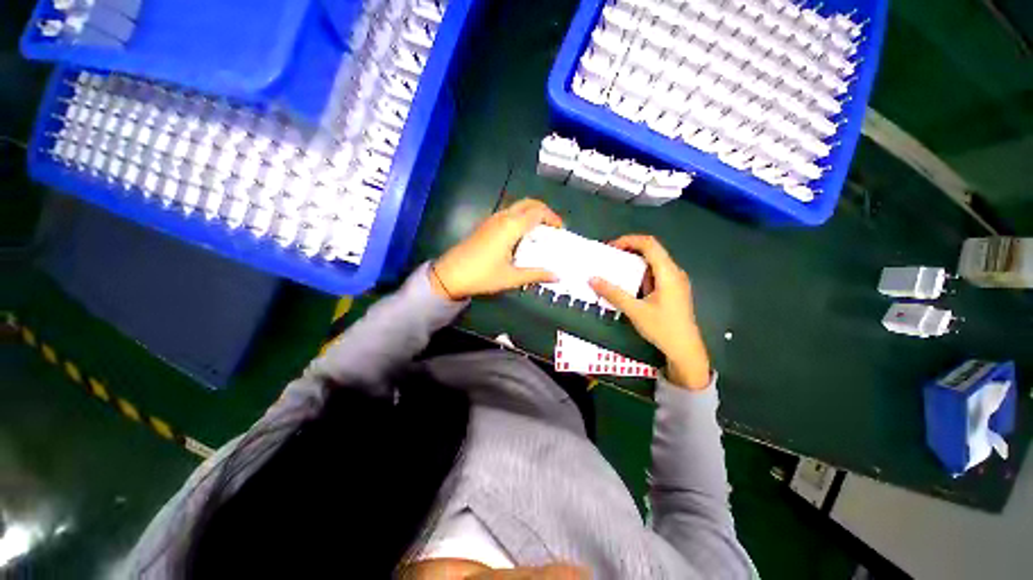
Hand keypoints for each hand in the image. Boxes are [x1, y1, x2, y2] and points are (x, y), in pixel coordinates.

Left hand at [430, 198, 562, 299]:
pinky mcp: (485, 225)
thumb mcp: (511, 277)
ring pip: (517, 207)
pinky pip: (507, 214)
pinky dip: (520, 218)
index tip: (560, 229)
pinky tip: (520, 236)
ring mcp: (491, 220)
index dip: (552, 217)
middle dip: (543, 211)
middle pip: (528, 203)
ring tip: (539, 232)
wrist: (450, 275)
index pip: (537, 212)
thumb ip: (536, 274)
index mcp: (511, 227)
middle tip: (552, 227)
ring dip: (531, 213)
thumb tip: (557, 276)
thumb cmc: (482, 276)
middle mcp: (502, 218)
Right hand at [589, 235, 710, 389]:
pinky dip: (640, 274)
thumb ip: (613, 293)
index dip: (629, 240)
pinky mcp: (673, 291)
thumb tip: (592, 279)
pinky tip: (629, 284)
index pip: (649, 244)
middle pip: (652, 251)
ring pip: (653, 263)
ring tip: (615, 269)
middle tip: (609, 258)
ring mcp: (676, 282)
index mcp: (668, 273)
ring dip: (634, 263)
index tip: (610, 248)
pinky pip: (655, 274)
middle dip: (629, 250)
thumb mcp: (635, 311)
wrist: (685, 351)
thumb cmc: (662, 328)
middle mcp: (674, 272)